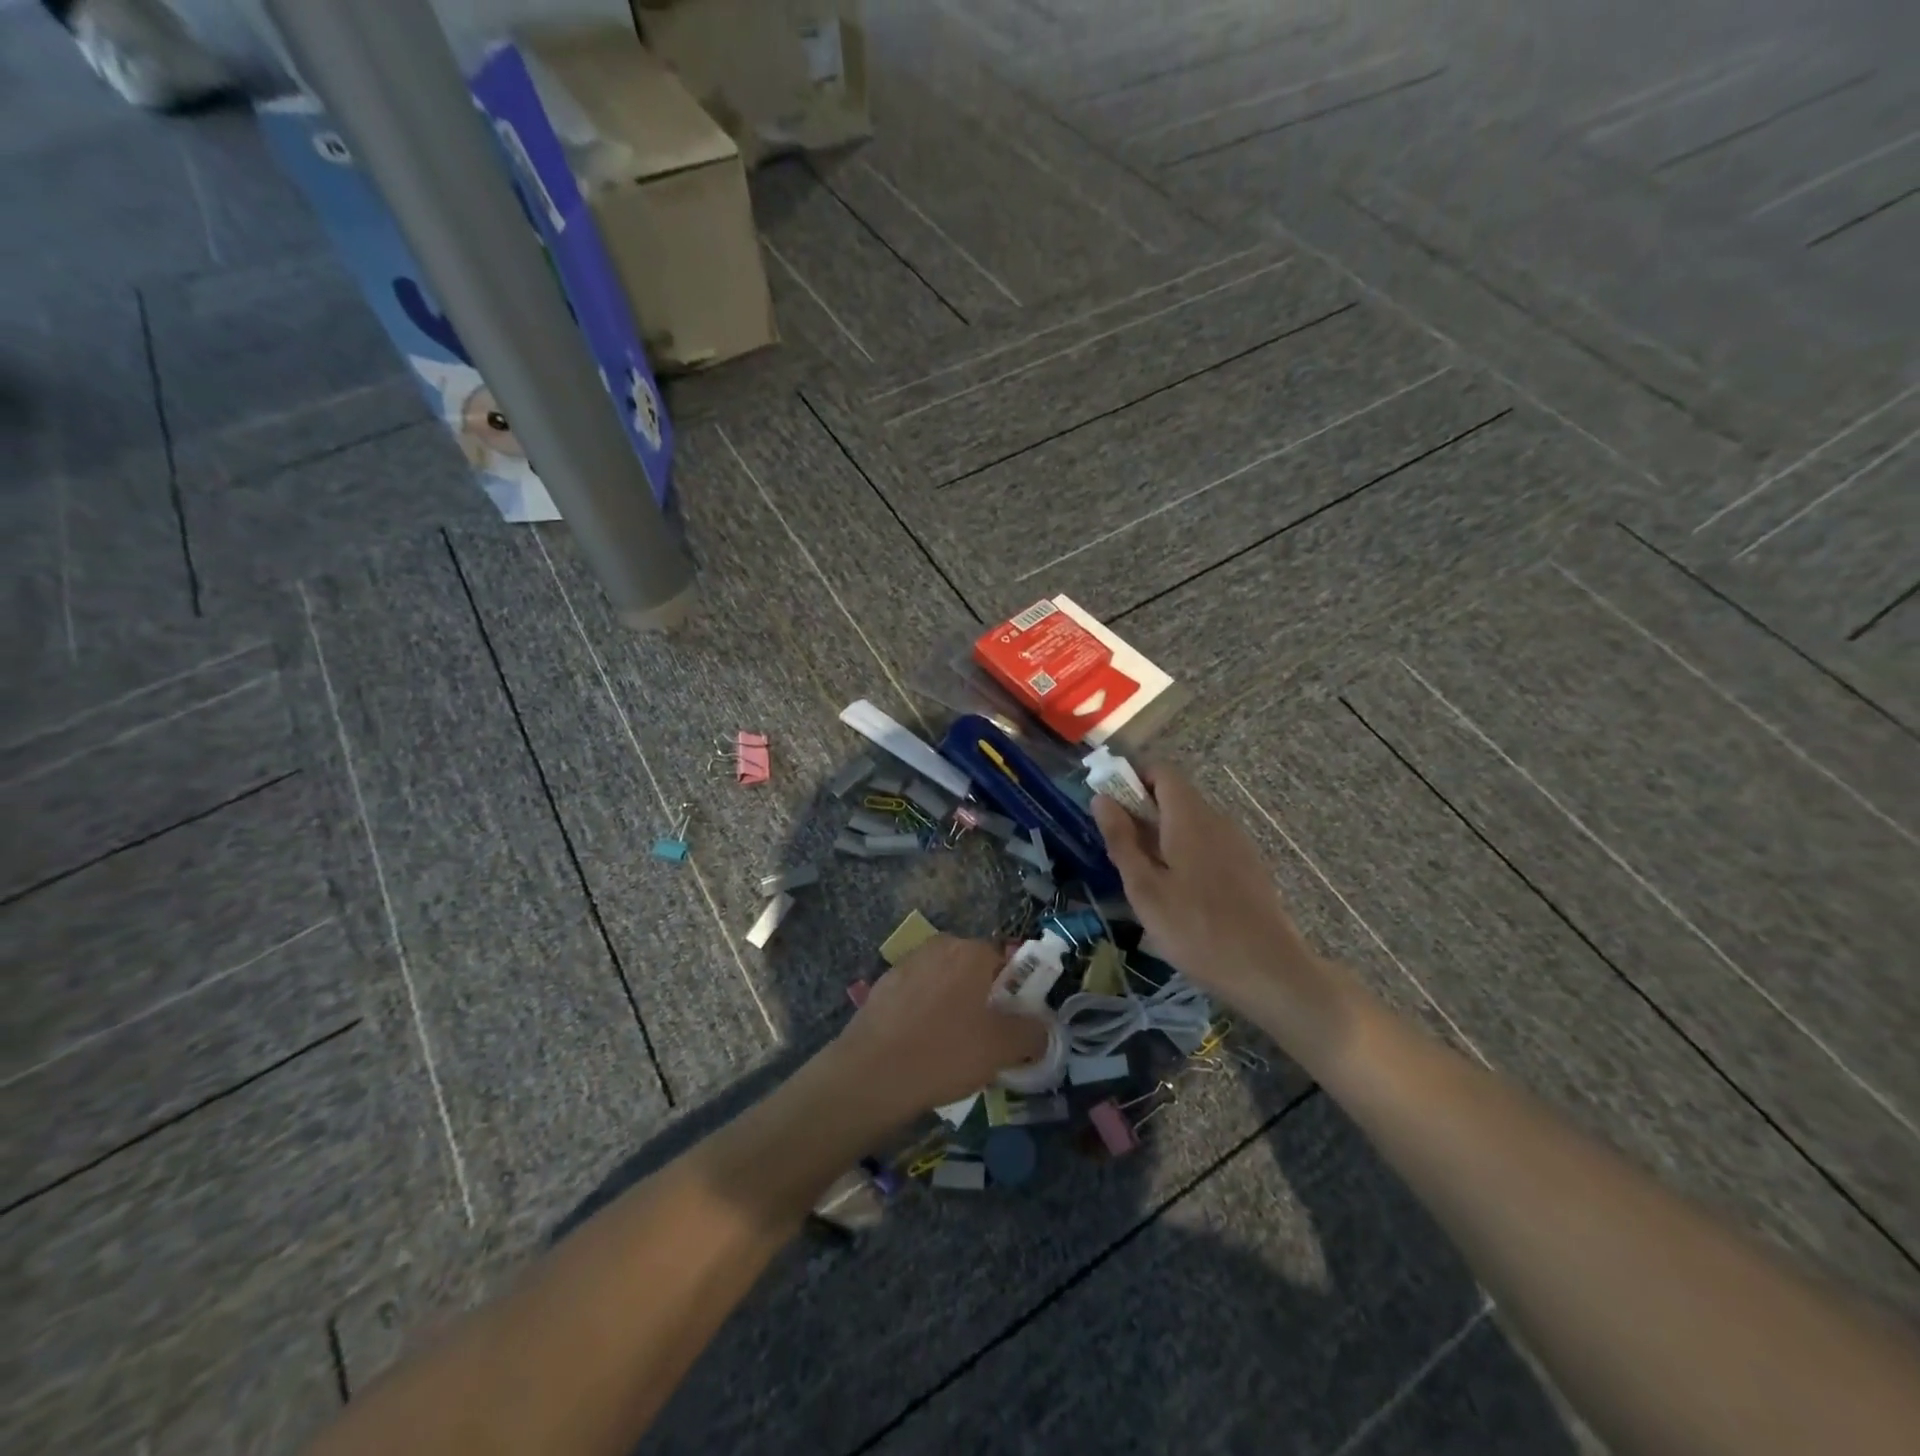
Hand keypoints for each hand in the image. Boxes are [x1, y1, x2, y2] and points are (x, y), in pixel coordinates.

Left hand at [836, 935, 1047, 1116]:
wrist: (871, 1074)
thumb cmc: (945, 1052)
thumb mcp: (1002, 1048)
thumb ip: (1031, 1033)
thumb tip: (1041, 1029)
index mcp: (971, 951)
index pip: (1005, 960)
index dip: (1014, 991)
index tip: (1013, 1022)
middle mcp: (939, 946)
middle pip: (973, 968)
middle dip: (983, 997)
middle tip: (985, 1037)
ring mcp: (907, 964)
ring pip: (943, 982)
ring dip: (952, 1004)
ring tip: (951, 1046)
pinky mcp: (883, 986)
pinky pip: (917, 995)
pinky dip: (925, 1013)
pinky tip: (921, 1046)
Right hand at [1091, 764, 1321, 1009]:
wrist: (1268, 971)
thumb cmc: (1195, 929)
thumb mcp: (1144, 888)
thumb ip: (1122, 840)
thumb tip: (1101, 799)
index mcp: (1189, 817)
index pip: (1161, 771)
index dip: (1132, 779)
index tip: (1110, 808)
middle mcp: (1216, 819)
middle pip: (1175, 796)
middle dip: (1142, 812)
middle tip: (1119, 852)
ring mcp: (1237, 843)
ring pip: (1192, 822)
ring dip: (1163, 835)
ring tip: (1146, 879)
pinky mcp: (1248, 866)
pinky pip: (1209, 843)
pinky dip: (1186, 852)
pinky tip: (1180, 895)